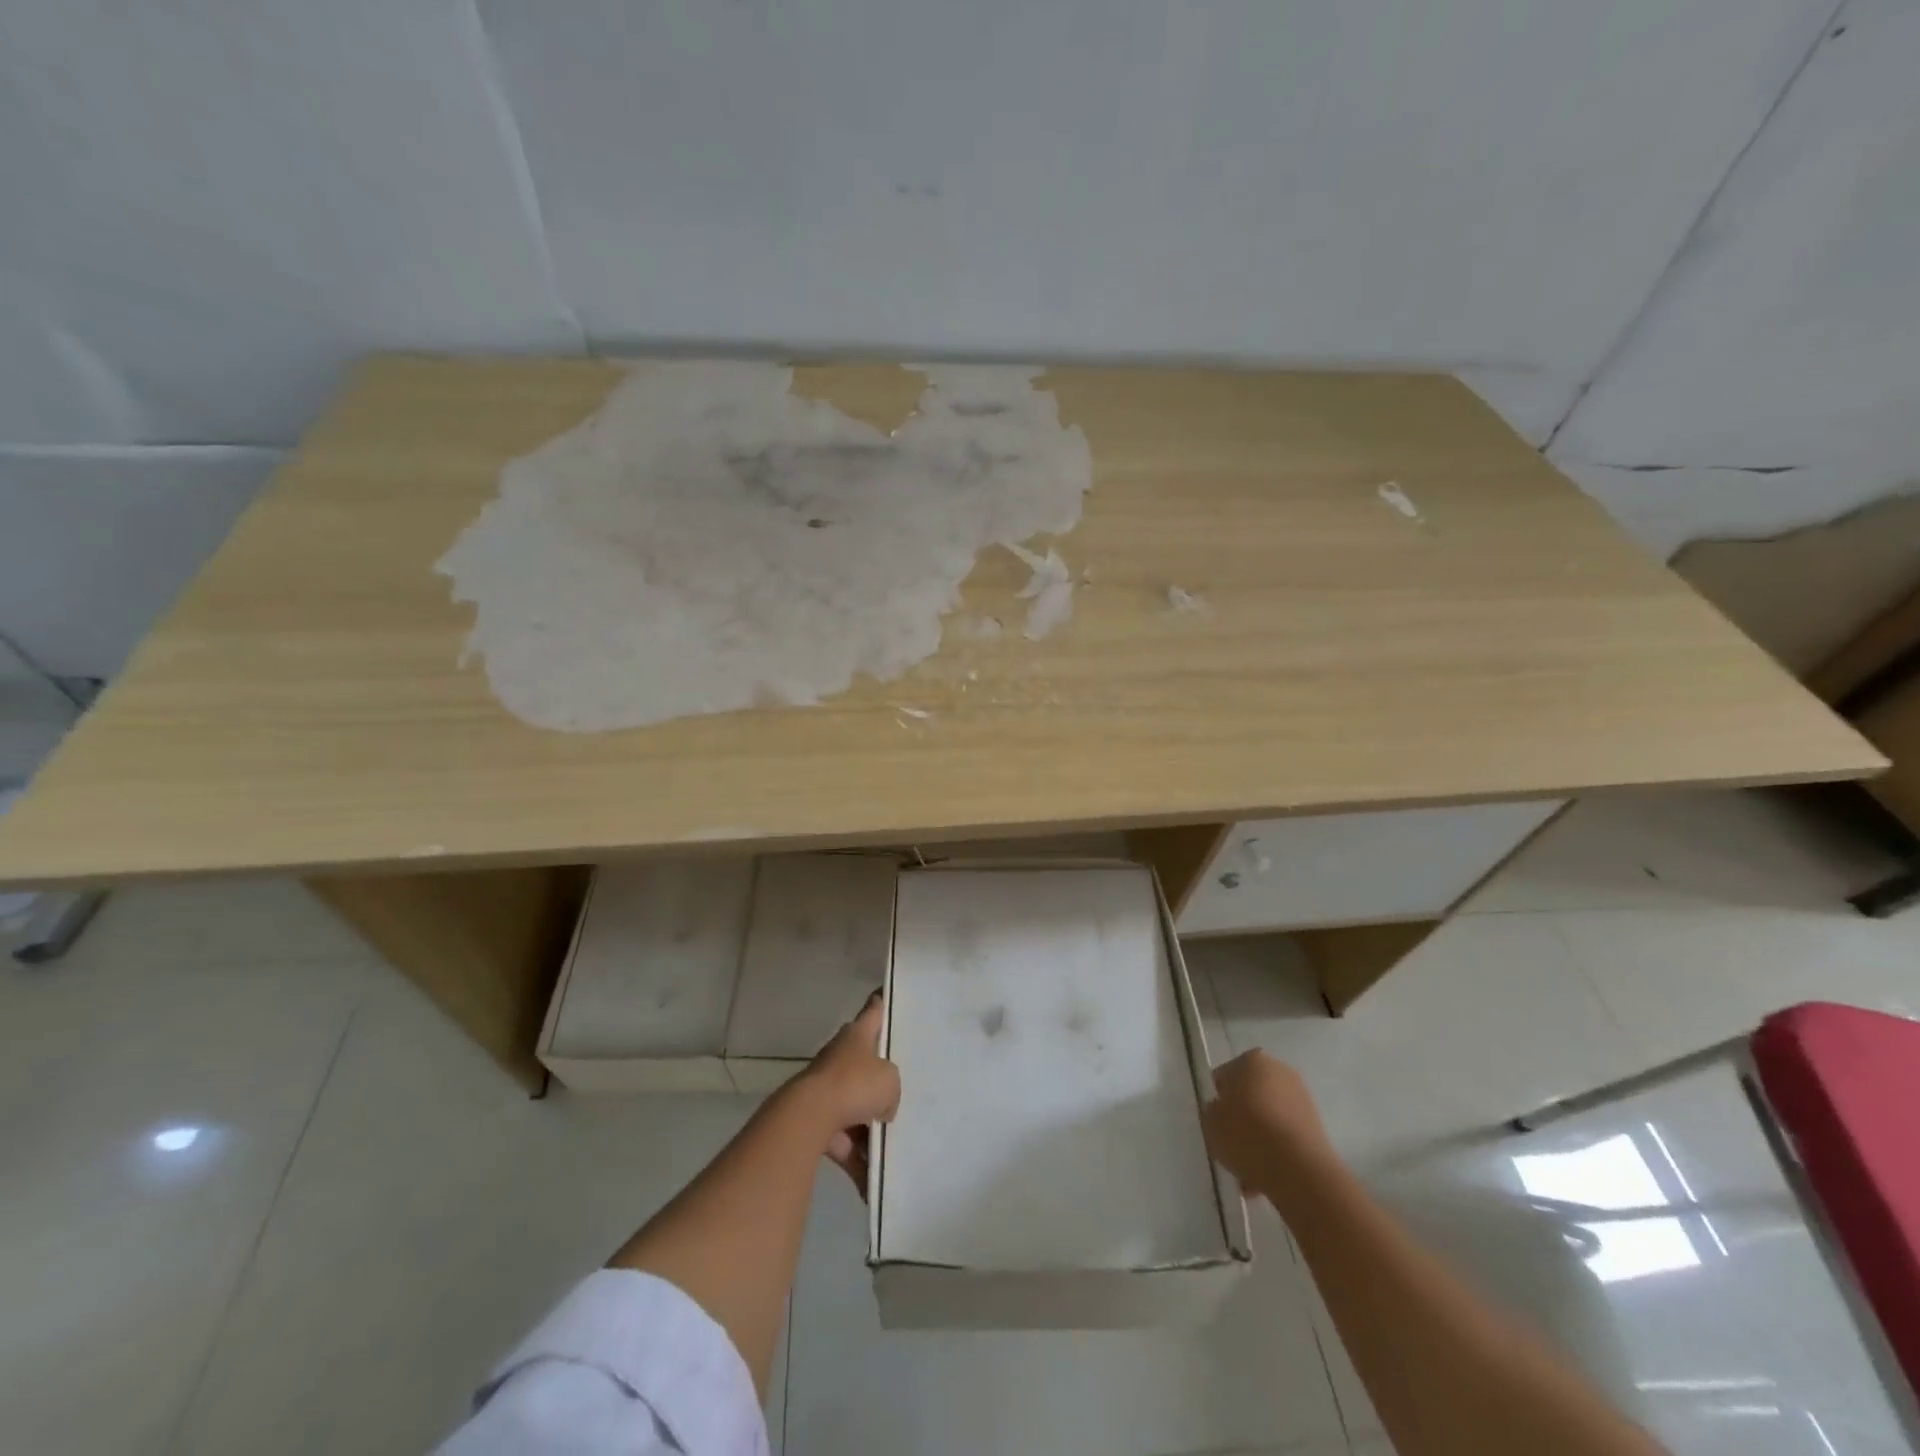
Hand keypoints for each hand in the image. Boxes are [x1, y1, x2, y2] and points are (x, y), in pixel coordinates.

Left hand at [799, 991, 900, 1196]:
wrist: (809, 1118)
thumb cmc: (854, 1085)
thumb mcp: (890, 1081)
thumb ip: (891, 1088)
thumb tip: (880, 1107)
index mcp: (857, 1036)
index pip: (873, 1012)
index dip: (880, 1003)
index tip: (884, 993)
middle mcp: (840, 1057)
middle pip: (864, 1063)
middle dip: (879, 1077)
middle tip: (902, 1087)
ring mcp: (826, 1090)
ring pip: (855, 1107)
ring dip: (870, 1128)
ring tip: (895, 1147)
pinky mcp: (816, 1123)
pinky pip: (844, 1143)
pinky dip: (857, 1162)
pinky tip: (874, 1187)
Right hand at [1202, 1049, 1334, 1199]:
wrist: (1299, 1171)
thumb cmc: (1247, 1135)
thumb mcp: (1210, 1122)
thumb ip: (1212, 1111)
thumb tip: (1222, 1110)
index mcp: (1252, 1060)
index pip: (1225, 1076)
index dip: (1219, 1100)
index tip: (1216, 1122)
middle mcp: (1280, 1071)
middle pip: (1250, 1096)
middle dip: (1241, 1119)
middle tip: (1231, 1145)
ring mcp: (1302, 1099)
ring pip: (1269, 1118)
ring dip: (1258, 1139)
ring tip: (1247, 1172)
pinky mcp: (1317, 1127)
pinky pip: (1286, 1136)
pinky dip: (1276, 1152)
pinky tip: (1264, 1178)